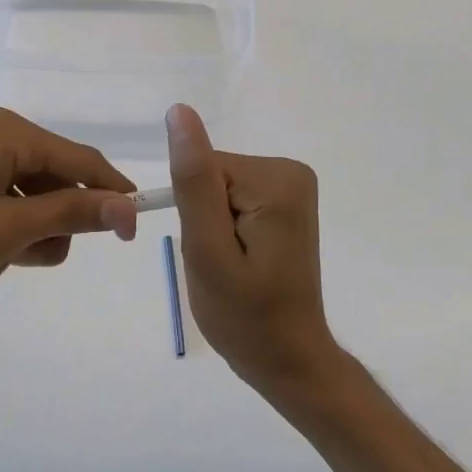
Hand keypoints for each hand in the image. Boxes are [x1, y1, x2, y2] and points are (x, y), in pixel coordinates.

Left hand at [0, 109, 138, 324]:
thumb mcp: (3, 233)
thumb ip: (69, 213)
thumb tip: (128, 206)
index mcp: (5, 132)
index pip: (81, 158)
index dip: (112, 195)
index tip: (131, 236)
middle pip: (55, 174)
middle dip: (56, 219)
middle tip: (29, 259)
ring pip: (29, 190)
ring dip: (29, 228)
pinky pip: (1, 195)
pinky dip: (4, 225)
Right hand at [165, 104, 338, 392]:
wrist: (287, 358)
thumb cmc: (245, 316)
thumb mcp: (207, 249)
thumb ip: (193, 180)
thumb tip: (179, 112)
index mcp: (276, 179)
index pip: (202, 170)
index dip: (193, 213)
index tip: (212, 252)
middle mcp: (290, 171)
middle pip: (213, 176)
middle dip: (204, 219)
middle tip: (220, 264)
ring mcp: (291, 186)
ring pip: (219, 188)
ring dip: (213, 226)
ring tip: (232, 266)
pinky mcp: (285, 201)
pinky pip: (233, 199)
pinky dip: (226, 229)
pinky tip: (243, 259)